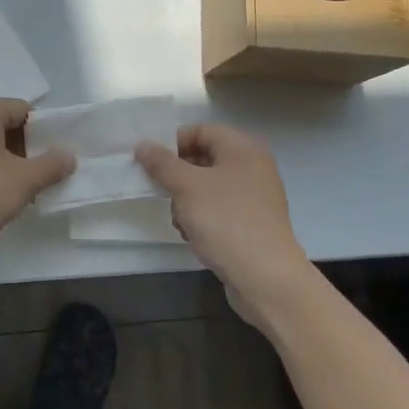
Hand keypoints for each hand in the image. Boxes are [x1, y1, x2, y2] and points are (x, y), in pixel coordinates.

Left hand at [0, 98, 75, 269]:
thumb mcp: (23, 181)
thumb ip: (51, 165)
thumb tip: (68, 156)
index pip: (25, 111)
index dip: (45, 133)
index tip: (56, 159)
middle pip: (6, 127)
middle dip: (28, 151)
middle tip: (44, 178)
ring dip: (9, 166)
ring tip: (24, 192)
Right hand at [135, 124, 310, 316]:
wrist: (265, 277)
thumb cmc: (225, 221)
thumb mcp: (186, 187)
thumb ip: (162, 163)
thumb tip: (143, 145)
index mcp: (243, 149)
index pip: (201, 130)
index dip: (173, 142)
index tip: (151, 162)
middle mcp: (253, 168)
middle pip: (204, 159)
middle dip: (178, 176)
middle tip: (162, 193)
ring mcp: (255, 197)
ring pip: (208, 188)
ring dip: (187, 201)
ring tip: (180, 221)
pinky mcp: (253, 223)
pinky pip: (220, 210)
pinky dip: (203, 218)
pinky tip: (194, 236)